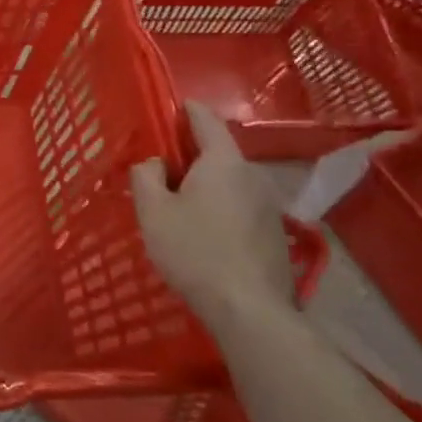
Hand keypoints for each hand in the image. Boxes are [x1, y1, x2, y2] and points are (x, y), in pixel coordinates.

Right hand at [133, 101, 294, 329]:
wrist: (250, 312)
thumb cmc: (194, 251)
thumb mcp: (153, 210)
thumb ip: (145, 175)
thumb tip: (154, 162)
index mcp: (223, 162)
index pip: (206, 119)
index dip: (185, 110)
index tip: (168, 110)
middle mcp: (253, 176)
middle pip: (218, 153)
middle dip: (191, 155)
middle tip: (162, 169)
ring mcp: (270, 207)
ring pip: (231, 182)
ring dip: (207, 185)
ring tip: (181, 205)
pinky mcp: (276, 235)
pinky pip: (242, 207)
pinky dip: (222, 209)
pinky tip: (205, 234)